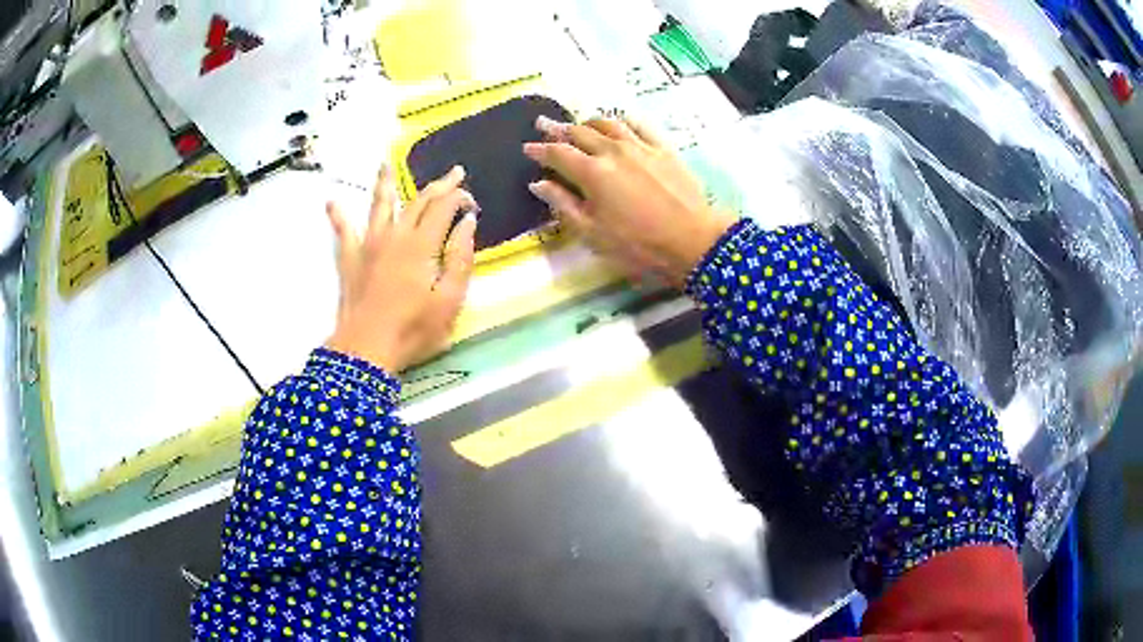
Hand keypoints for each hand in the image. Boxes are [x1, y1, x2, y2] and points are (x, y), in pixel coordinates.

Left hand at [325, 165, 477, 372]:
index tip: (472, 201)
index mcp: (422, 244)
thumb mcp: (450, 300)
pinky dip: (337, 215)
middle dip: (438, 185)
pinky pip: (342, 231)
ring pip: (378, 205)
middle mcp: (395, 235)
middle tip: (453, 174)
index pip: (444, 207)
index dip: (460, 197)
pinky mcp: (350, 259)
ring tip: (383, 163)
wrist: (366, 350)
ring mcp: (369, 245)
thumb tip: (468, 222)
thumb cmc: (413, 330)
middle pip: (417, 201)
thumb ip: (460, 258)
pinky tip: (331, 202)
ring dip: (384, 183)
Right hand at [523, 116, 736, 287]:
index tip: (527, 147)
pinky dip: (623, 120)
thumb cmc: (638, 245)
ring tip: (580, 123)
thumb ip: (563, 204)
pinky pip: (639, 125)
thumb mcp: (593, 233)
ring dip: (589, 122)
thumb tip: (537, 183)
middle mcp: (613, 151)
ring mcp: (640, 146)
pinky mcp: (663, 148)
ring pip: (608, 123)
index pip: (558, 154)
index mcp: (592, 173)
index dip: (540, 150)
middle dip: (558, 129)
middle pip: (580, 132)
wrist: (693, 241)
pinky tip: (619, 122)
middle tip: (544, 124)